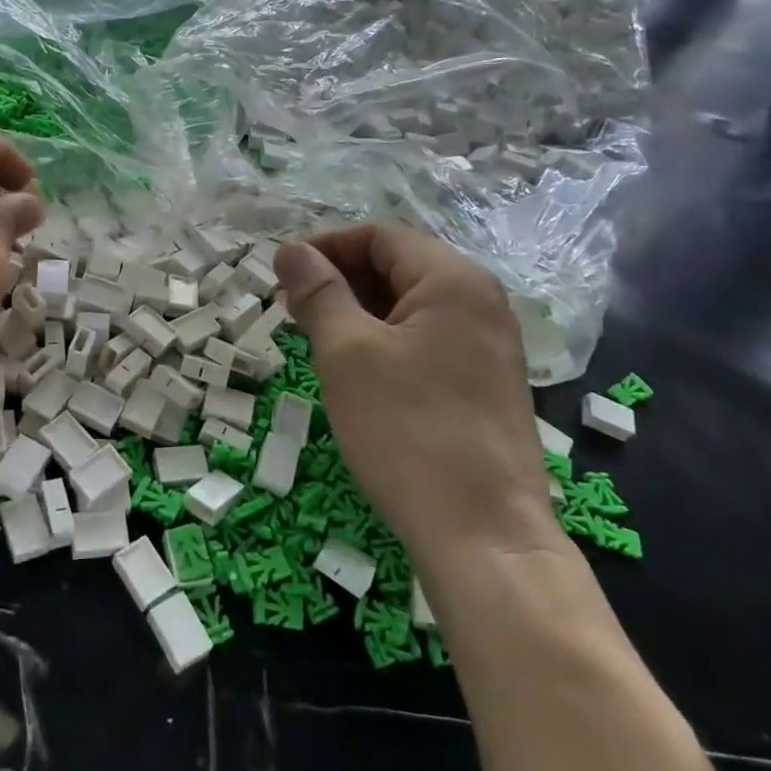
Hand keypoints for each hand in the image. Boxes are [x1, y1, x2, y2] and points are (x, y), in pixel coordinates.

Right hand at [275, 224, 560, 557]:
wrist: (483, 534)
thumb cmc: (407, 430)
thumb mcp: (348, 353)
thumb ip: (318, 292)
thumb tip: (290, 249)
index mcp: (453, 279)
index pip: (379, 236)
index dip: (325, 247)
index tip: (280, 275)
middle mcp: (481, 301)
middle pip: (397, 266)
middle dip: (339, 280)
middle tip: (292, 312)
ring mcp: (489, 344)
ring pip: (410, 306)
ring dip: (358, 312)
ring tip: (317, 341)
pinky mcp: (486, 382)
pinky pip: (427, 339)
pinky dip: (385, 341)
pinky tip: (356, 371)